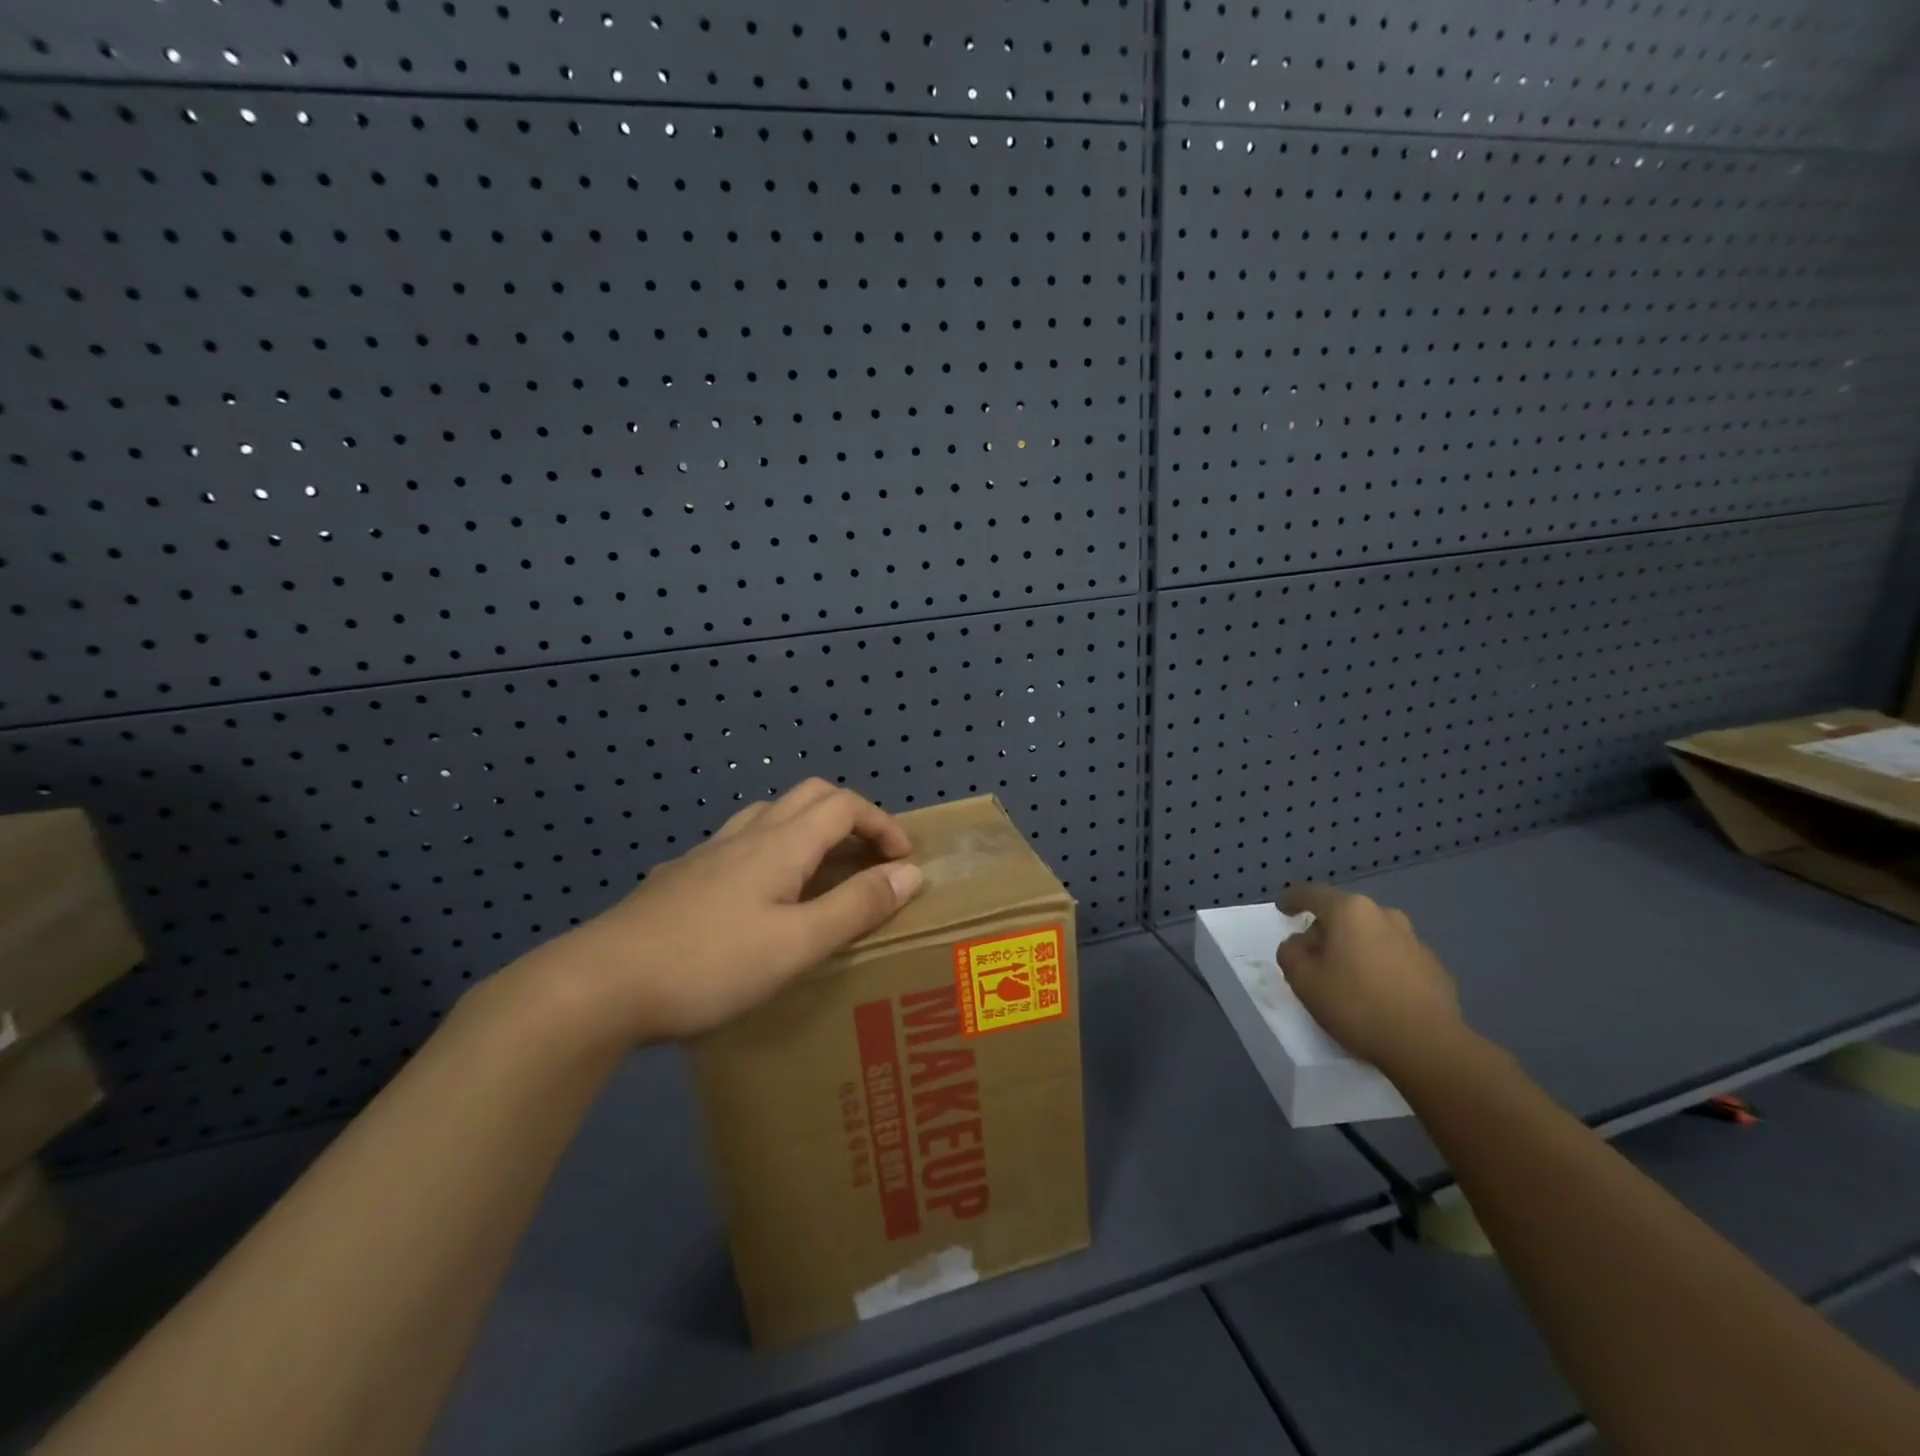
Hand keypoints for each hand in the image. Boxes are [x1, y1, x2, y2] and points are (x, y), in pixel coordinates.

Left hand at [522, 780, 924, 1042]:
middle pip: (810, 796)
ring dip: (808, 827)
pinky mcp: (681, 876)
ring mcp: (708, 853)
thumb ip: (857, 906)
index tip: (903, 861)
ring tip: (821, 869)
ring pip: (770, 814)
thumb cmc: (711, 964)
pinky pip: (739, 842)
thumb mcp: (798, 944)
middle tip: (868, 858)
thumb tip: (911, 872)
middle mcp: (747, 835)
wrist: (601, 983)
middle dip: (850, 817)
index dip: (882, 824)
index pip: (845, 805)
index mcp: (781, 843)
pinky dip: (770, 849)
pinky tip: (759, 893)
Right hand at [1275, 883, 1462, 1072]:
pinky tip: (1379, 995)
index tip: (1283, 910)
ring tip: (1348, 979)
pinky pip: (1397, 959)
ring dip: (1357, 948)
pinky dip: (1382, 968)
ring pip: (1373, 936)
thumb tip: (1301, 944)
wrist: (1428, 1046)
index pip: (1312, 894)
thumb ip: (1290, 952)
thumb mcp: (1303, 980)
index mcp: (1350, 911)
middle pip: (1345, 914)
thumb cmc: (1356, 1005)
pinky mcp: (1435, 968)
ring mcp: (1415, 941)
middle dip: (1327, 930)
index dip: (1293, 900)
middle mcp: (1385, 915)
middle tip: (1314, 957)